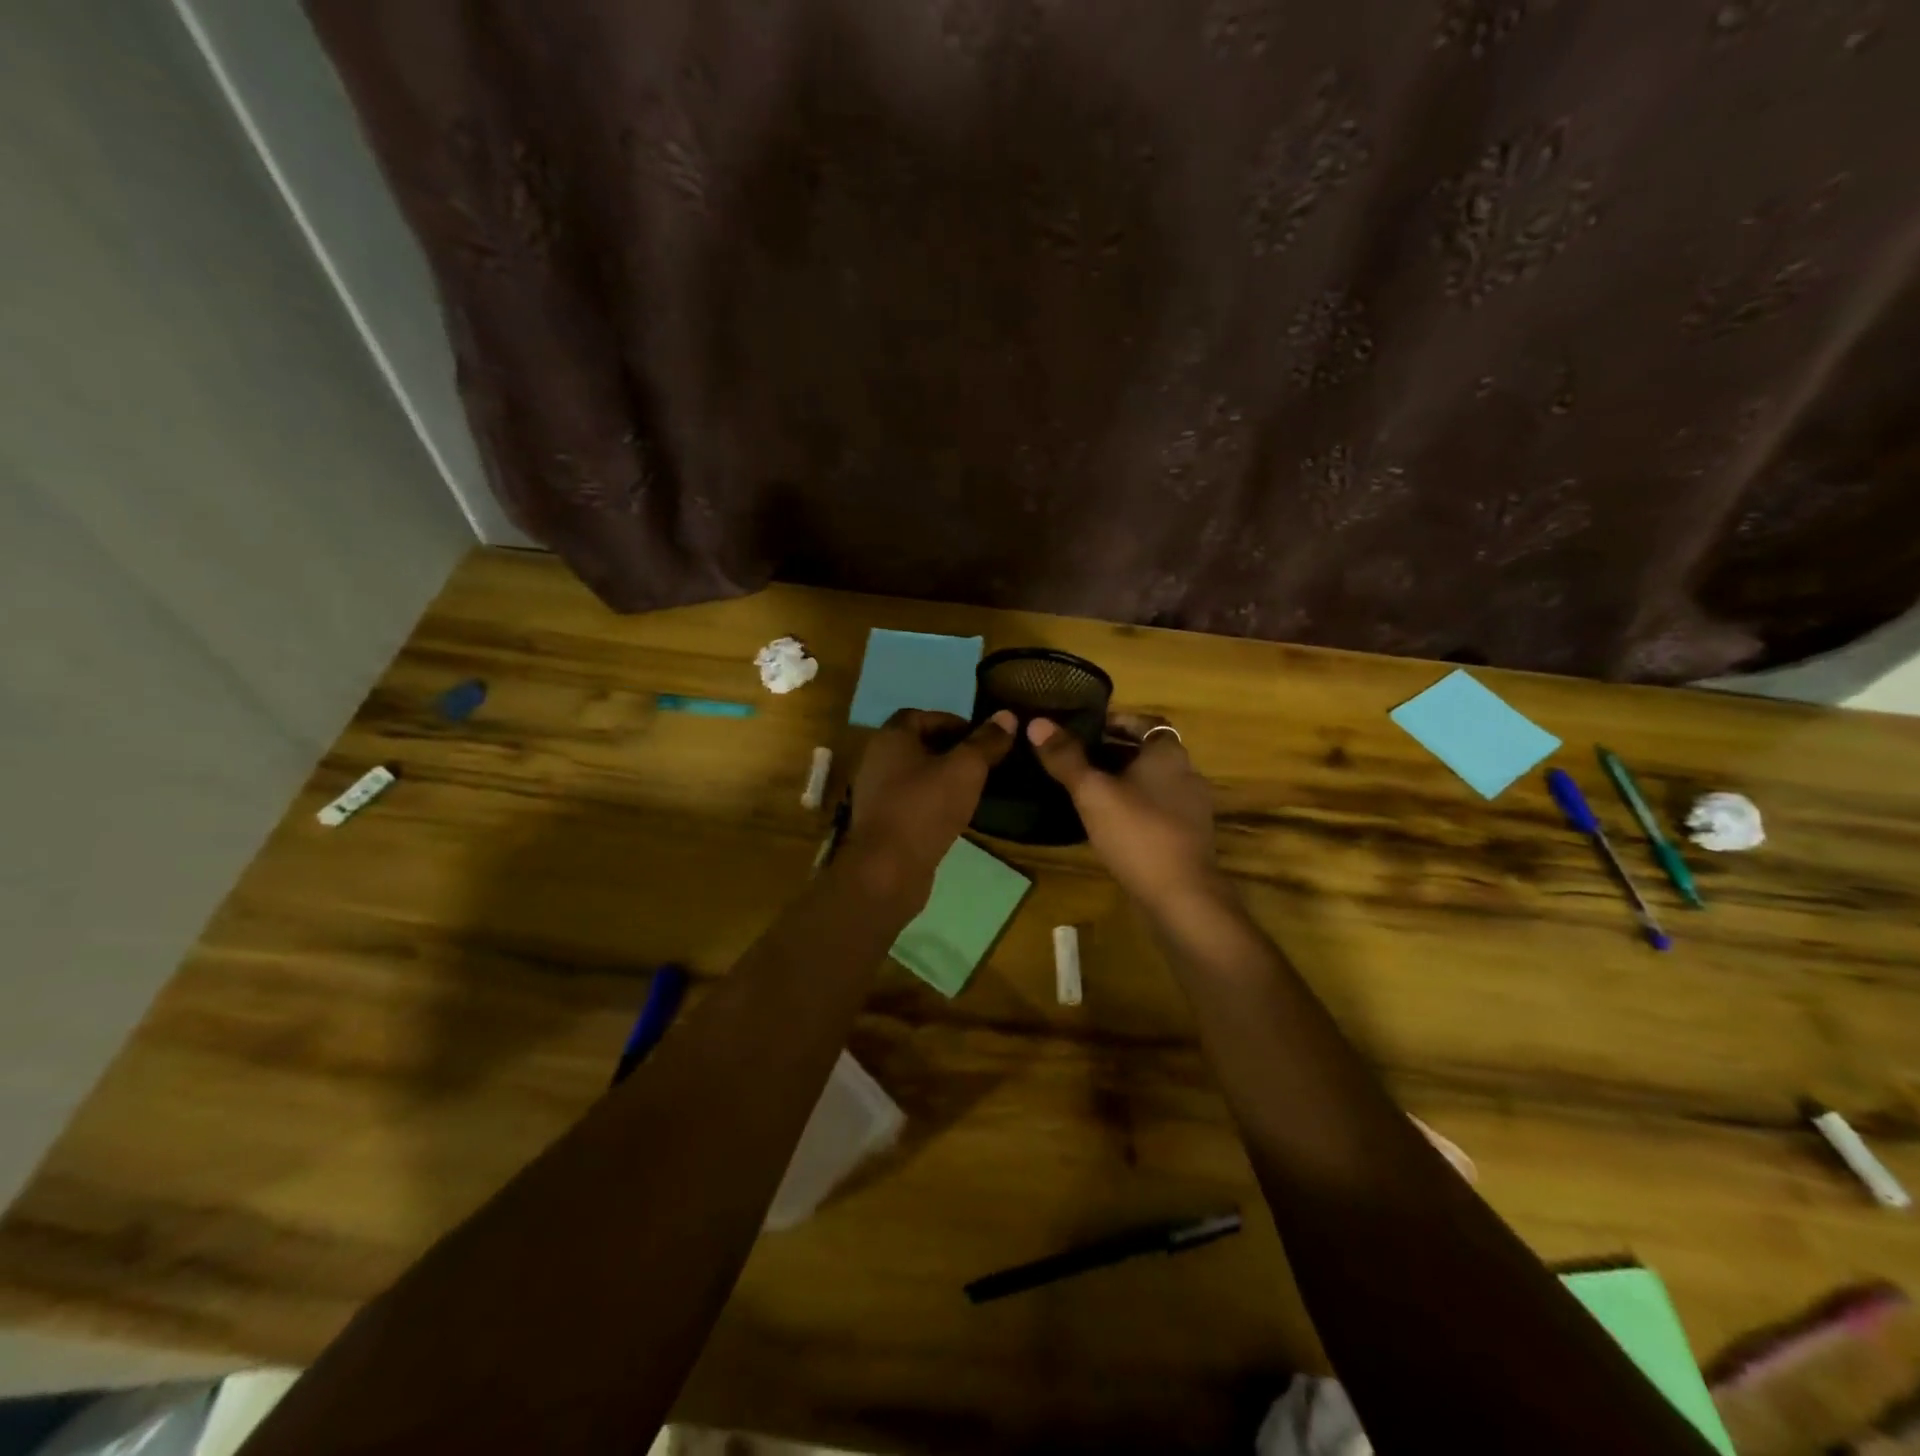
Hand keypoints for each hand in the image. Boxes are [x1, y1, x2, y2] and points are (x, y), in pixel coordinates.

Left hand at [841, 709, 1016, 904]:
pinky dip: (932, 802)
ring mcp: (876, 794)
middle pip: (918, 745)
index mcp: (891, 737)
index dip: (953, 721)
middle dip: (951, 751)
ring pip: (915, 775)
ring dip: (942, 778)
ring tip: (973, 789)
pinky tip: (954, 815)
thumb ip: (986, 742)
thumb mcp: (965, 769)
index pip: (922, 715)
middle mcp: (877, 760)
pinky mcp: (881, 822)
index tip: (982, 738)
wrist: (887, 869)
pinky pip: (911, 802)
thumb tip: (1006, 716)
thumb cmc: (925, 808)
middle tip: (983, 763)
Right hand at [1028, 714, 1224, 911]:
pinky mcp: (1187, 837)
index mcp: (1168, 754)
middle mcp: (1186, 774)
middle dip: (1114, 752)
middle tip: (1077, 758)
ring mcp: (1190, 808)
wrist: (1181, 896)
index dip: (1118, 721)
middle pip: (1147, 753)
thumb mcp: (1093, 792)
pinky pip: (1157, 810)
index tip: (1088, 728)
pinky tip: (1109, 823)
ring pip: (1152, 783)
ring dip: (1123, 782)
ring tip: (1086, 790)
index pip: (1146, 722)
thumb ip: (1065, 758)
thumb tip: (1037, 723)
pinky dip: (1134, 808)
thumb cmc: (1137, 833)